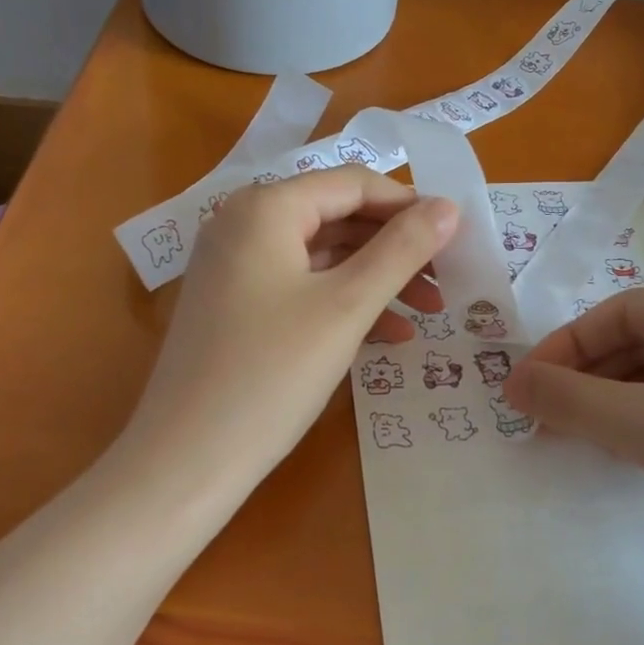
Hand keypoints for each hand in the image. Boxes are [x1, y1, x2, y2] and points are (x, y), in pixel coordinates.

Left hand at [121, 168, 457, 503]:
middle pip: (338, 218)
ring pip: (323, 256)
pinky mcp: (236, 305)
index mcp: (265, 208)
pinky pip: (302, 287)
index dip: (410, 206)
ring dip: (378, 279)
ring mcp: (235, 266)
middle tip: (448, 279)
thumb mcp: (347, 307)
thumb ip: (402, 250)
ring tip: (430, 311)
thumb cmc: (271, 374)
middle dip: (397, 248)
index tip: (457, 237)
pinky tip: (389, 336)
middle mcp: (244, 224)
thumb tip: (450, 207)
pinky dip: (345, 303)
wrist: (186, 460)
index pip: (353, 184)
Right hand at [503, 282, 643, 601]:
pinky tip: (625, 452)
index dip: (563, 349)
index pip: (619, 312)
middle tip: (541, 420)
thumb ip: (569, 399)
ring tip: (576, 439)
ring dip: (613, 405)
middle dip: (587, 380)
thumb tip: (510, 382)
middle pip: (642, 342)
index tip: (521, 390)